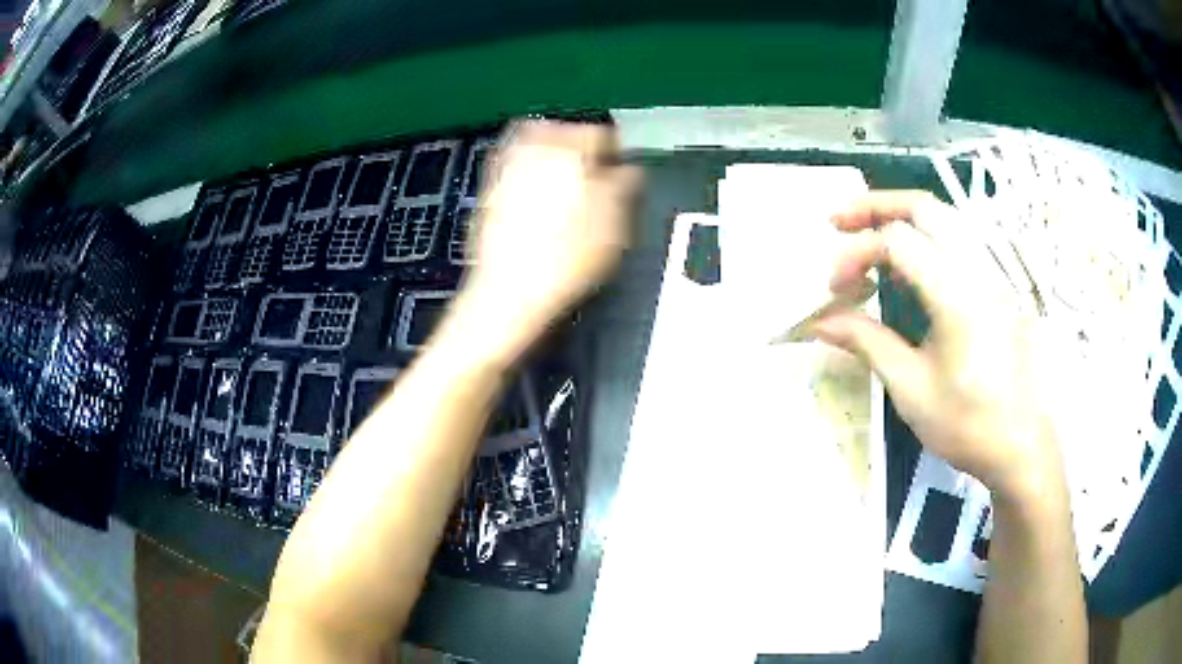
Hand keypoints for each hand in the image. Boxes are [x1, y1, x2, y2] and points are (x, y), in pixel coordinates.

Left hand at [451, 121, 641, 359]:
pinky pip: (510, 165)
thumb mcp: (614, 225)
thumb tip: (629, 170)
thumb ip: (625, 187)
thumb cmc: (568, 259)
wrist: (510, 293)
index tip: (622, 171)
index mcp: (570, 151)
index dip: (617, 152)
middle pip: (562, 130)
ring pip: (532, 142)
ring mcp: (506, 169)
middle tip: (593, 170)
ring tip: (565, 179)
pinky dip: (526, 170)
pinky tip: (536, 195)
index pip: (601, 134)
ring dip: (551, 153)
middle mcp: (534, 149)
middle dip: (579, 146)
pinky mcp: (488, 191)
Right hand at [812, 191, 1062, 501]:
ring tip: (869, 232)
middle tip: (839, 221)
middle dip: (876, 206)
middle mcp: (977, 270)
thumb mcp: (911, 389)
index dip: (856, 254)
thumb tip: (821, 323)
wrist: (1020, 446)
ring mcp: (991, 275)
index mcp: (956, 294)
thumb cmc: (967, 424)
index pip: (896, 242)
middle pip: (924, 207)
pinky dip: (925, 234)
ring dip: (902, 214)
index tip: (834, 290)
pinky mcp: (996, 287)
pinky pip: (958, 239)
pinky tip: (910, 262)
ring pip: (945, 216)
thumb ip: (867, 343)